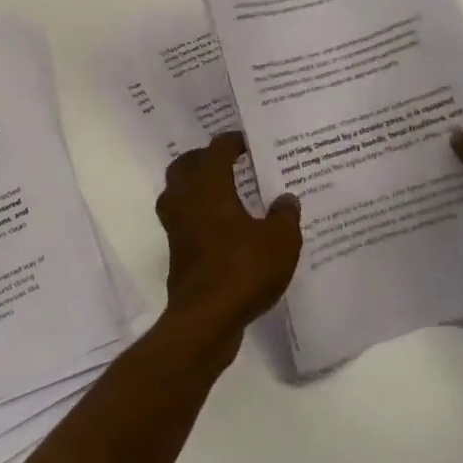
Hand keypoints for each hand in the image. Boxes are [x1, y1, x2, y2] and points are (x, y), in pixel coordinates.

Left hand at [155, 132, 301, 349]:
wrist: (205, 320)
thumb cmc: (243, 270)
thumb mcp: (280, 241)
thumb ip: (285, 216)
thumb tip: (286, 198)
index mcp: (209, 187)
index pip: (216, 151)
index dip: (232, 142)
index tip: (247, 142)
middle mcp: (187, 201)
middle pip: (185, 166)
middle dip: (204, 159)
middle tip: (228, 162)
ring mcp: (176, 228)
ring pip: (177, 193)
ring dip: (194, 187)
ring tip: (222, 191)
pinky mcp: (177, 253)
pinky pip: (183, 221)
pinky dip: (197, 216)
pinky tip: (221, 228)